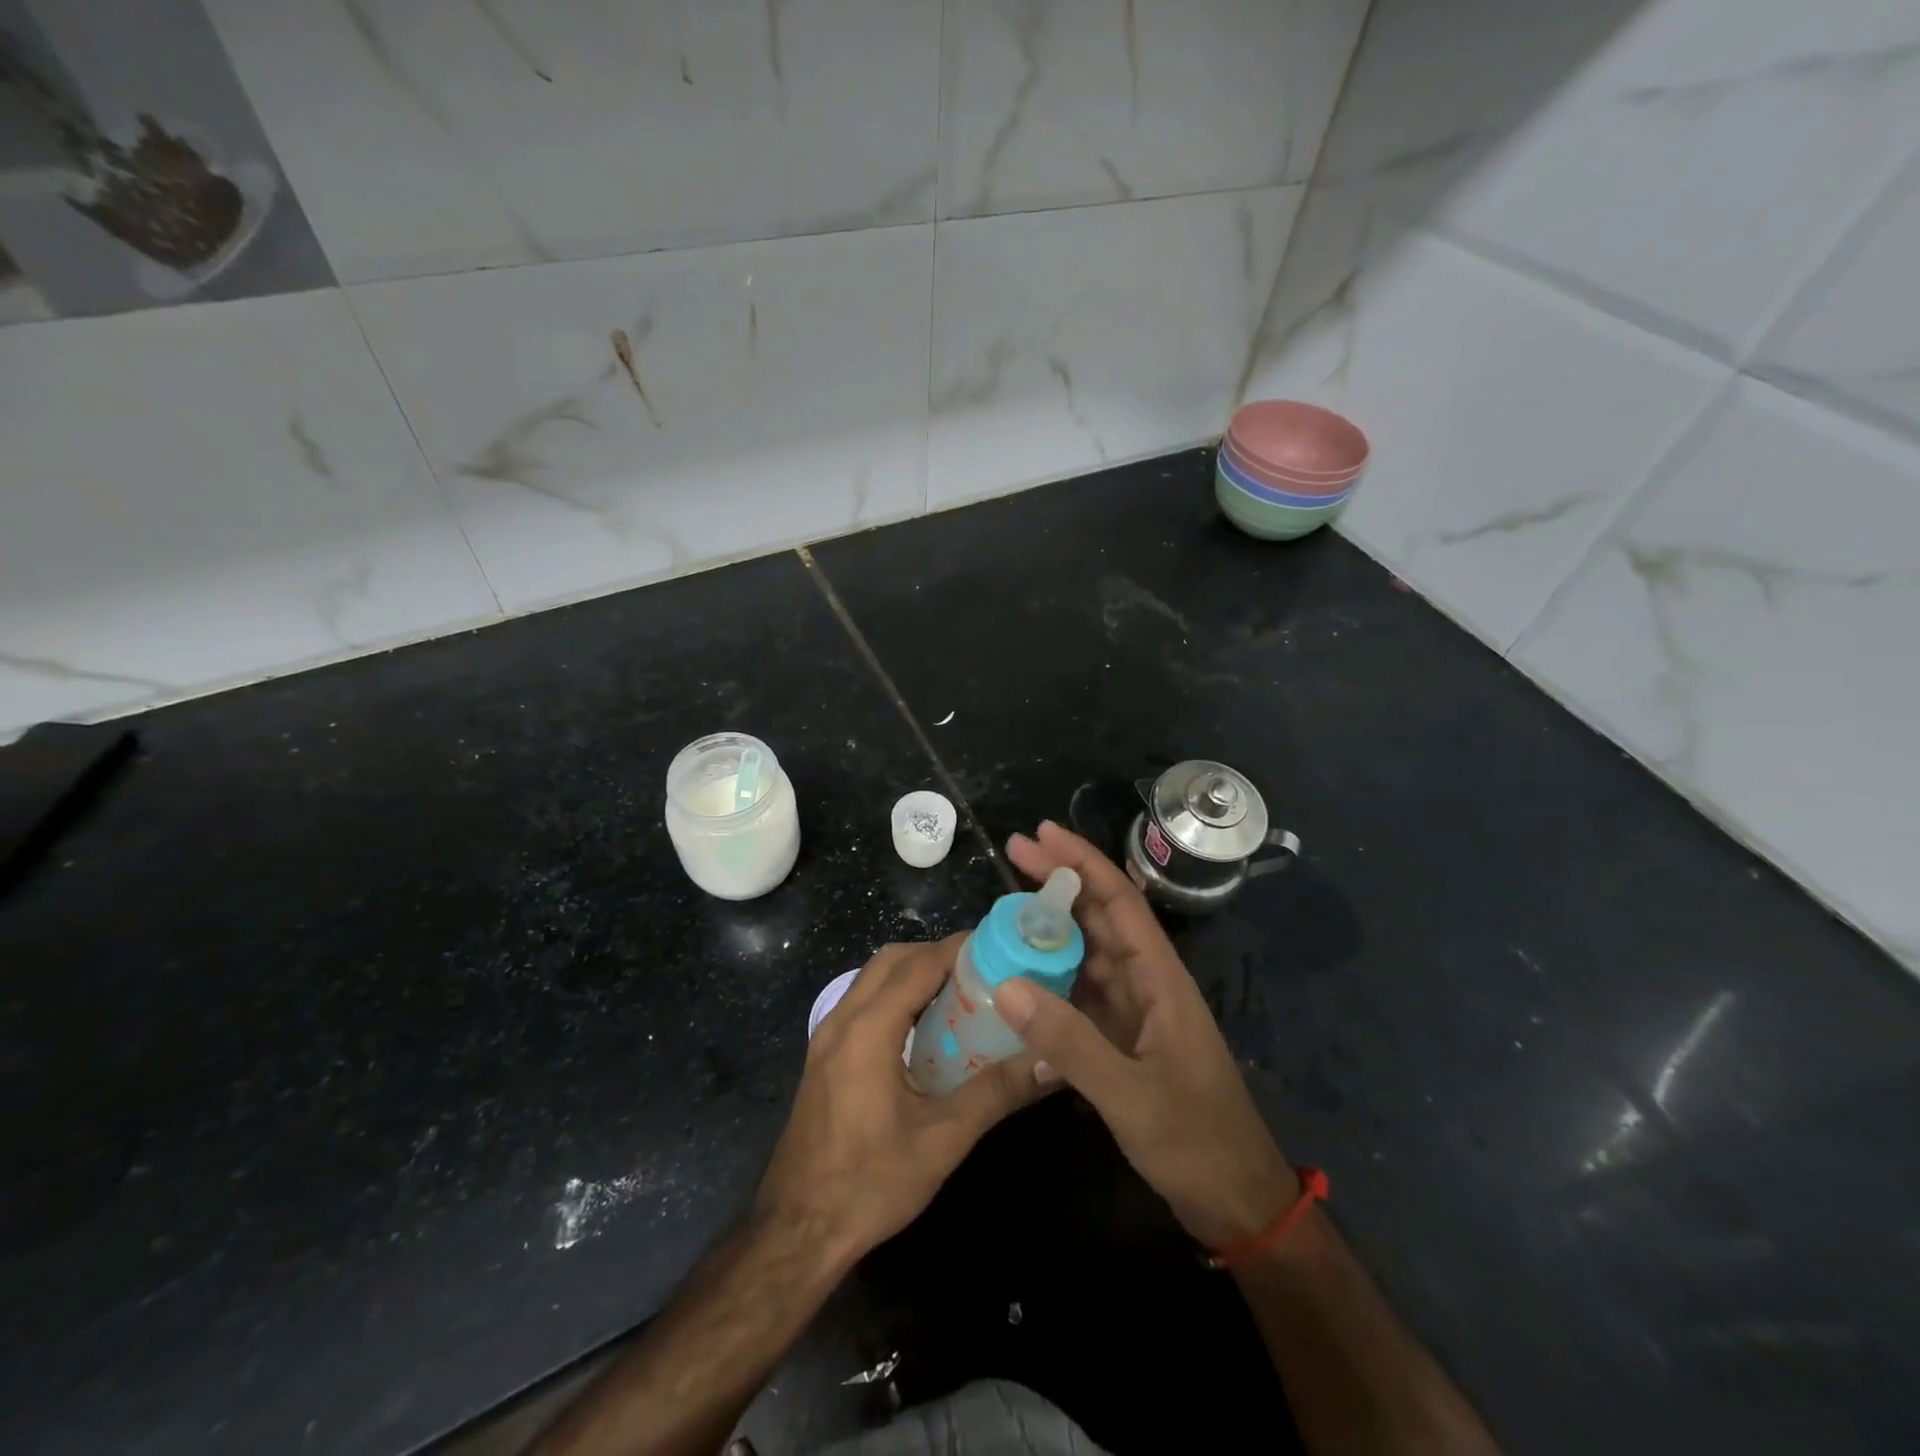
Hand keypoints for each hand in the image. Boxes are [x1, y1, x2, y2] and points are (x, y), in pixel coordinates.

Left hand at [755, 937, 1042, 1263]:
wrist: (797, 1230)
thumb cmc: (869, 1184)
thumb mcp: (942, 1140)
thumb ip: (997, 1092)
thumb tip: (1051, 1062)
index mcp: (868, 1030)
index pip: (919, 964)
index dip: (960, 948)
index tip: (1001, 947)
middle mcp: (842, 1019)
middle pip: (892, 960)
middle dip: (937, 954)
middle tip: (984, 970)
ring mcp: (827, 1037)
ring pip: (873, 978)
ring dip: (915, 972)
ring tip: (961, 992)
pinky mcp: (824, 1056)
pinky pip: (863, 1002)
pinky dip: (896, 994)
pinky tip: (926, 1027)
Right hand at [998, 822, 1295, 1250]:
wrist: (1235, 1200)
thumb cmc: (1194, 1140)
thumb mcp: (1129, 1094)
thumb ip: (1068, 1041)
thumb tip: (1005, 984)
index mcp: (1161, 979)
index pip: (1120, 901)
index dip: (1082, 861)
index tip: (1041, 834)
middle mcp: (1148, 982)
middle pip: (1102, 915)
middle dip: (1061, 880)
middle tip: (1012, 852)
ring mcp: (1136, 1010)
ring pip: (1089, 951)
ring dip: (1053, 926)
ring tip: (1006, 905)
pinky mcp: (1123, 1037)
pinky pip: (1082, 991)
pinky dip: (1052, 975)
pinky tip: (1020, 972)